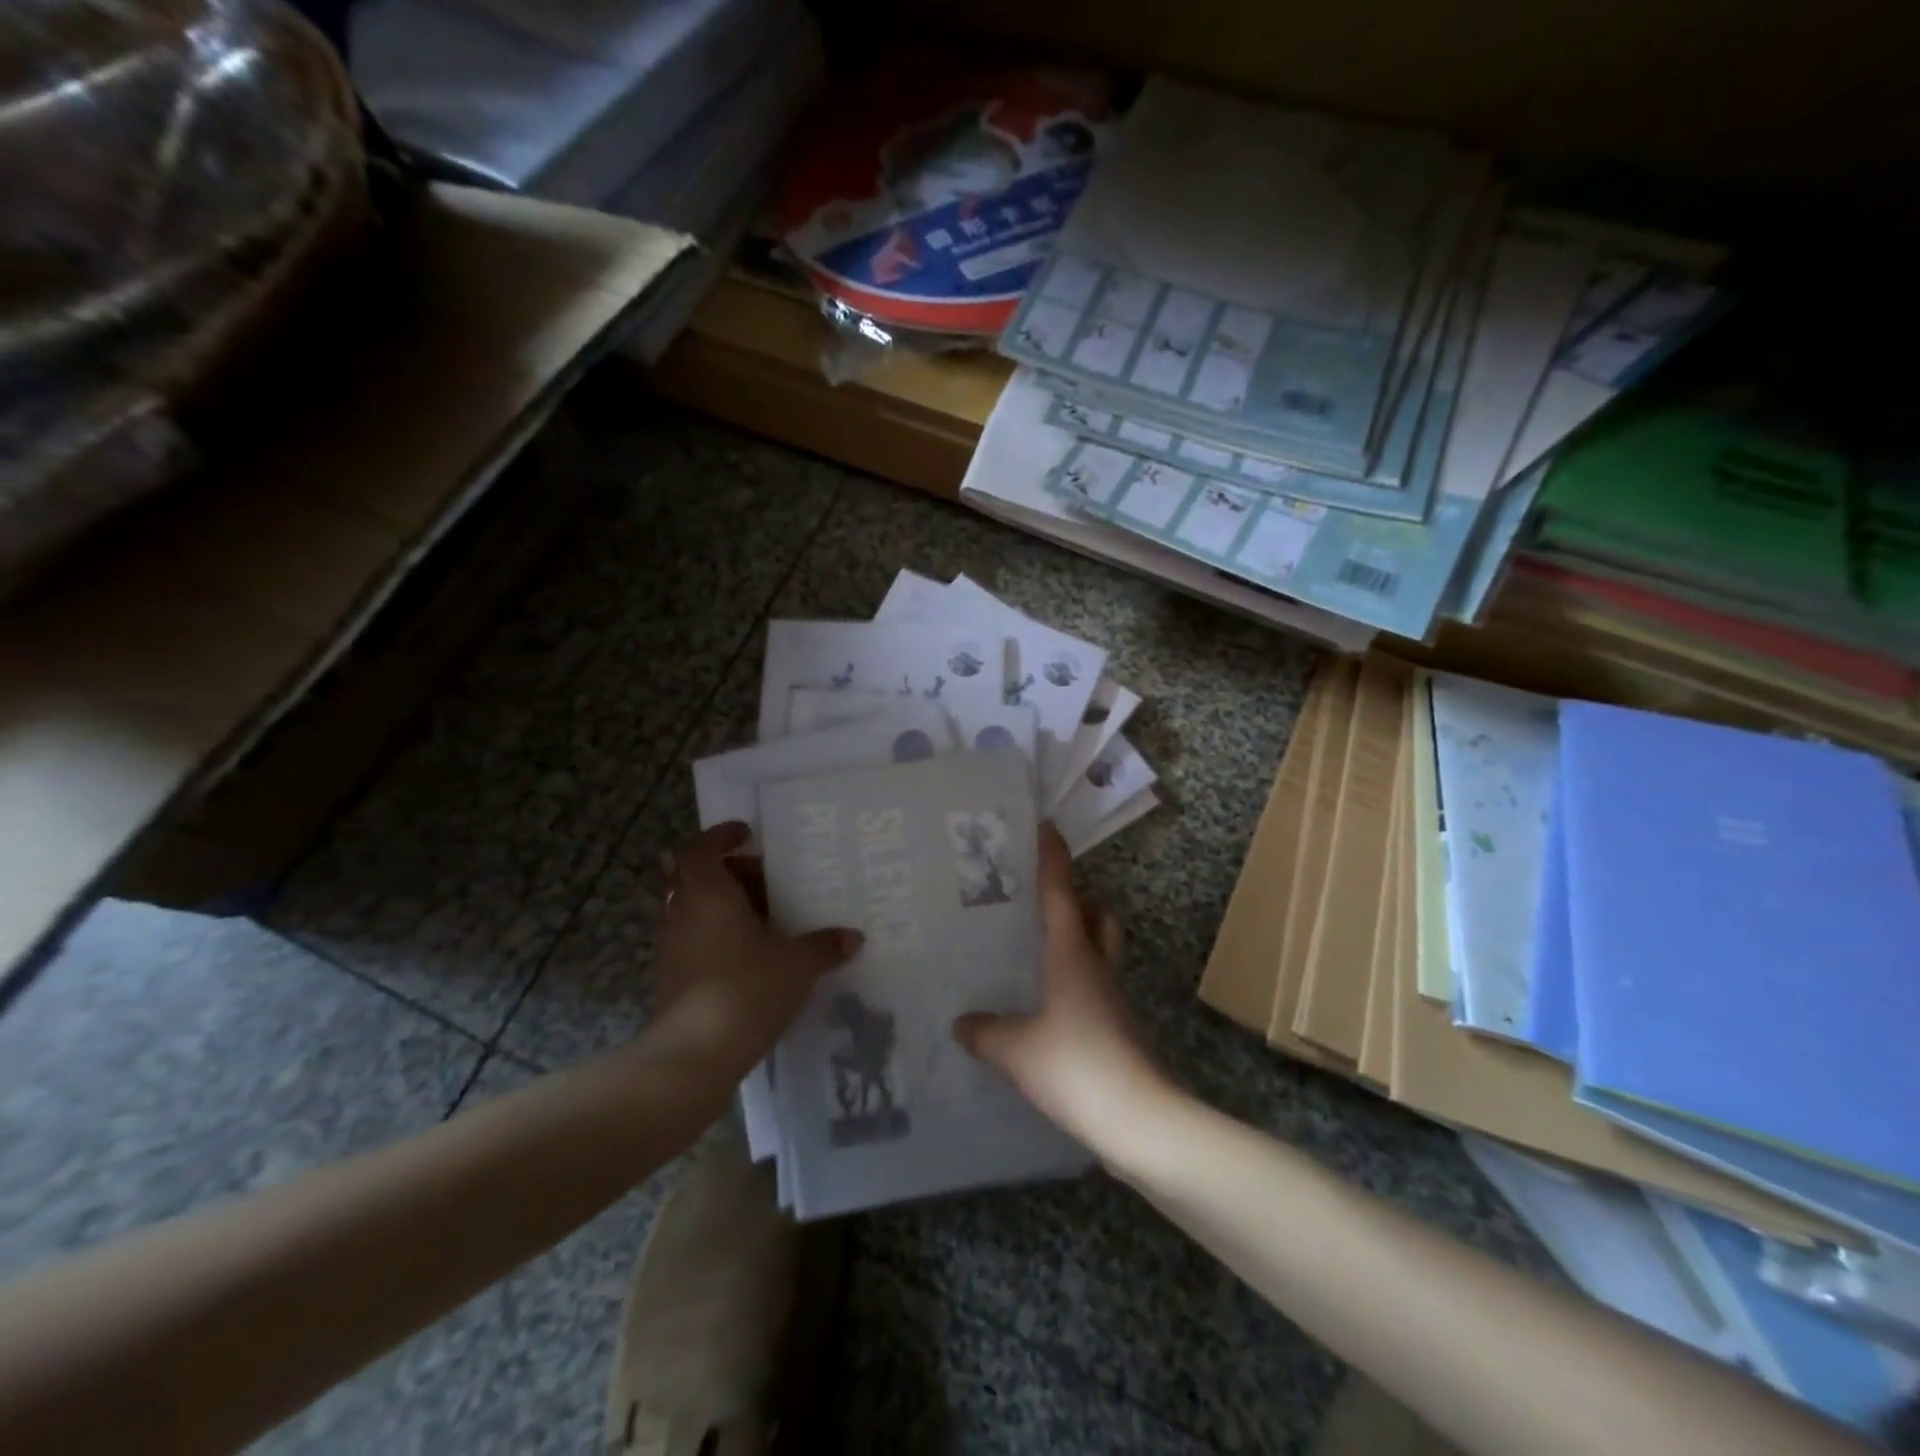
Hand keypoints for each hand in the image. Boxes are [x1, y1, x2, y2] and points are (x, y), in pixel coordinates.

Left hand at [642, 823, 862, 1082]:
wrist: (693, 1056)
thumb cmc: (745, 990)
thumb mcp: (797, 964)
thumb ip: (825, 946)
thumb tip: (853, 937)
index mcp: (709, 893)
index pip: (701, 849)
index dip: (721, 836)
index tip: (748, 834)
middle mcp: (684, 912)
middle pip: (698, 876)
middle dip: (731, 871)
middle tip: (767, 877)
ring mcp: (674, 946)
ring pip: (696, 908)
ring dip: (726, 903)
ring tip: (766, 914)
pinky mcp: (674, 976)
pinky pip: (697, 937)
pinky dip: (720, 932)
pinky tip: (754, 952)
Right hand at [953, 824, 1177, 1155]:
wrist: (1140, 1119)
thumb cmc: (1076, 1066)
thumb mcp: (1016, 1050)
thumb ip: (985, 1031)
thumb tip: (960, 1022)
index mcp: (1072, 954)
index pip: (1061, 892)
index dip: (1052, 858)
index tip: (1045, 826)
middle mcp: (1096, 964)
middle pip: (1094, 913)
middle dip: (1074, 894)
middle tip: (1039, 891)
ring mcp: (1111, 995)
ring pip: (1098, 946)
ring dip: (1077, 933)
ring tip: (1038, 941)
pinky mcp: (1116, 1025)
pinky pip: (1093, 981)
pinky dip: (1074, 974)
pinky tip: (1047, 998)